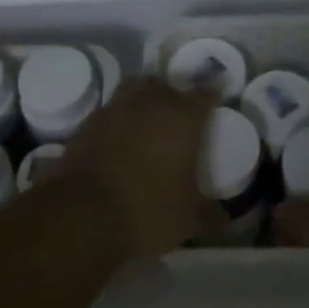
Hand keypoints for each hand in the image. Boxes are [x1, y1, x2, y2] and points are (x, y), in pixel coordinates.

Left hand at [59, 78, 217, 261]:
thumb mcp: (187, 220)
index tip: (216, 102)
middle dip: (175, 95)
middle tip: (180, 114)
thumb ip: (210, 215)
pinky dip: (119, 119)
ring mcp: (116, 108)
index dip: (212, 97)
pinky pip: (111, 111)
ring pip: (135, 89)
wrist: (83, 214)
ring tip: (148, 120)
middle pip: (167, 86)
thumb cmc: (147, 209)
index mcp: (183, 117)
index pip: (204, 95)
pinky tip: (121, 139)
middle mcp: (151, 102)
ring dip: (144, 99)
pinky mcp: (89, 122)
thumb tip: (225, 221)